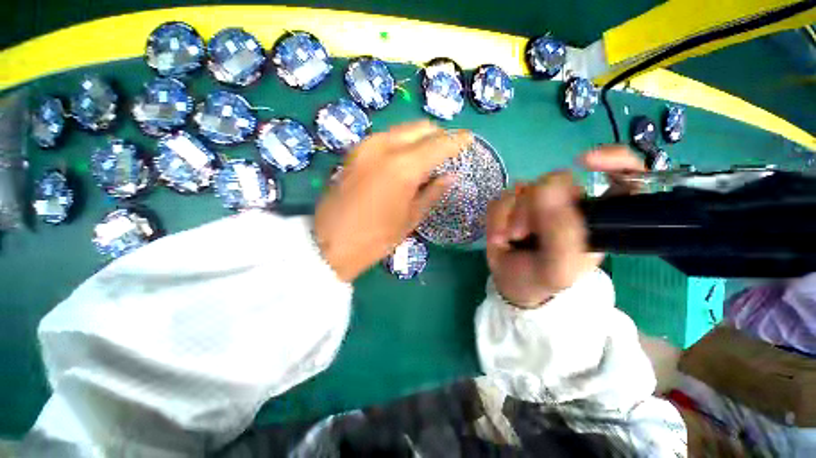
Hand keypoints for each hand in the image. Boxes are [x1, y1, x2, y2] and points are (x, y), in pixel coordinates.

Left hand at [315, 121, 472, 281]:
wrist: (331, 243)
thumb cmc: (377, 238)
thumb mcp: (411, 218)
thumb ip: (433, 192)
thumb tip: (450, 175)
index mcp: (404, 166)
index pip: (439, 144)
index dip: (456, 140)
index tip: (468, 138)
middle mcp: (384, 146)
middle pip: (419, 128)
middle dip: (437, 135)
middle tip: (447, 147)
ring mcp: (365, 146)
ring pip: (401, 130)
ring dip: (418, 136)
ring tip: (428, 152)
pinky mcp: (354, 152)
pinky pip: (385, 138)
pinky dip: (400, 142)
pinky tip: (405, 156)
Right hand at [485, 146, 644, 307]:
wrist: (512, 284)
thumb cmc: (541, 280)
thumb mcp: (558, 269)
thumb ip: (560, 233)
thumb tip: (545, 187)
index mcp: (594, 217)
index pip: (625, 176)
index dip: (614, 159)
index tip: (586, 162)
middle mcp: (568, 203)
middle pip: (554, 180)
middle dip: (531, 208)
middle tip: (523, 234)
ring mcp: (537, 202)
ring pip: (521, 188)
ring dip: (510, 216)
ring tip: (510, 239)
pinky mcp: (512, 204)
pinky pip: (500, 198)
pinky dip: (496, 219)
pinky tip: (499, 237)